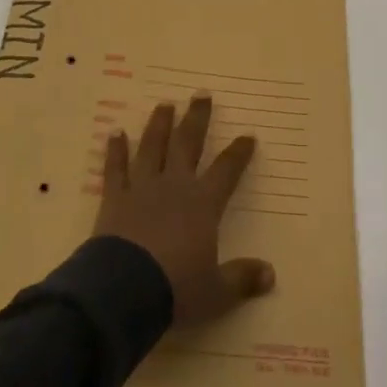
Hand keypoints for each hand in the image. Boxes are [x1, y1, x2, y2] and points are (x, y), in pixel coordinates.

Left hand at [94, 94, 275, 326]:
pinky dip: (115, 150)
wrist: (123, 290)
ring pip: (152, 147)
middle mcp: (174, 187)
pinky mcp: (114, 199)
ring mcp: (142, 188)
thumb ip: (242, 279)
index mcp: (203, 205)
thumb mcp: (216, 291)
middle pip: (187, 144)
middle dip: (197, 119)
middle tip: (201, 94)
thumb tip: (271, 274)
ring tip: (164, 104)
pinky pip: (115, 168)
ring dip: (159, 125)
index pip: (226, 171)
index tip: (248, 135)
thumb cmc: (175, 288)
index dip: (238, 153)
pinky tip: (115, 132)